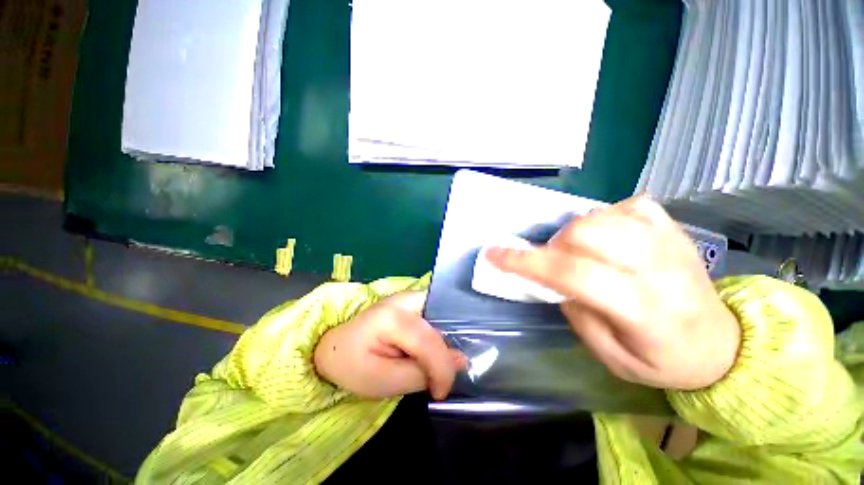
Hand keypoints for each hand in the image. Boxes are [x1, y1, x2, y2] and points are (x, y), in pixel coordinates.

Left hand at [314, 291, 466, 399]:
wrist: (336, 343)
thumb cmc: (352, 364)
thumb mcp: (382, 381)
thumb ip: (421, 374)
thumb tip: (460, 361)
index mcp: (391, 318)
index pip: (429, 341)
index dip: (442, 369)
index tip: (441, 393)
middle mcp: (405, 299)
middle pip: (441, 323)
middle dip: (447, 351)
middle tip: (441, 376)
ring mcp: (411, 296)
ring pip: (443, 316)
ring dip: (445, 341)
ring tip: (439, 365)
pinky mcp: (413, 300)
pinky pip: (437, 315)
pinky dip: (440, 333)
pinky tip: (435, 349)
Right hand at [486, 196, 739, 390]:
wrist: (722, 345)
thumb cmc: (664, 361)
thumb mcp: (613, 359)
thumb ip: (579, 315)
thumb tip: (558, 281)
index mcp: (644, 310)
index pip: (573, 274)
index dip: (527, 262)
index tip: (494, 255)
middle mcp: (659, 268)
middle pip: (585, 233)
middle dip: (553, 246)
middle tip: (554, 264)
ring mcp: (670, 242)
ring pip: (602, 215)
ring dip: (574, 232)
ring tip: (578, 253)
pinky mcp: (674, 229)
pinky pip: (629, 205)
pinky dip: (605, 216)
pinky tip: (607, 235)